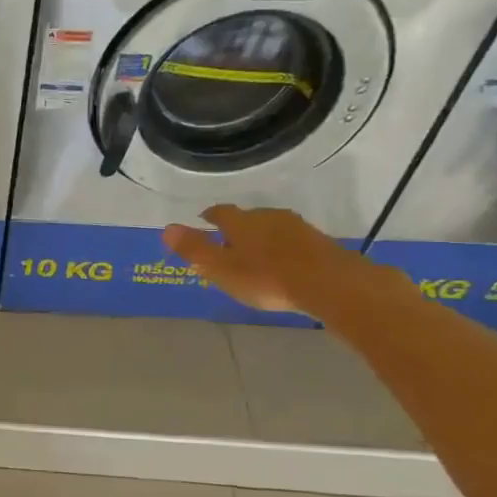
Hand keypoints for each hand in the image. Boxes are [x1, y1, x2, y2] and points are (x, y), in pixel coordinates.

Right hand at [162, 205, 379, 316]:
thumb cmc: (266, 277)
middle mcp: (267, 217)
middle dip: (235, 229)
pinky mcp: (317, 241)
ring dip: (260, 239)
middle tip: (227, 245)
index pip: (219, 212)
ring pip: (270, 228)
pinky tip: (281, 264)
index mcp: (240, 222)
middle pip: (246, 219)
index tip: (204, 221)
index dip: (209, 217)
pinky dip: (281, 249)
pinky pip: (290, 240)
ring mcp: (295, 227)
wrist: (329, 284)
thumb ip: (194, 249)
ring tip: (253, 256)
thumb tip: (167, 228)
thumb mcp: (221, 268)